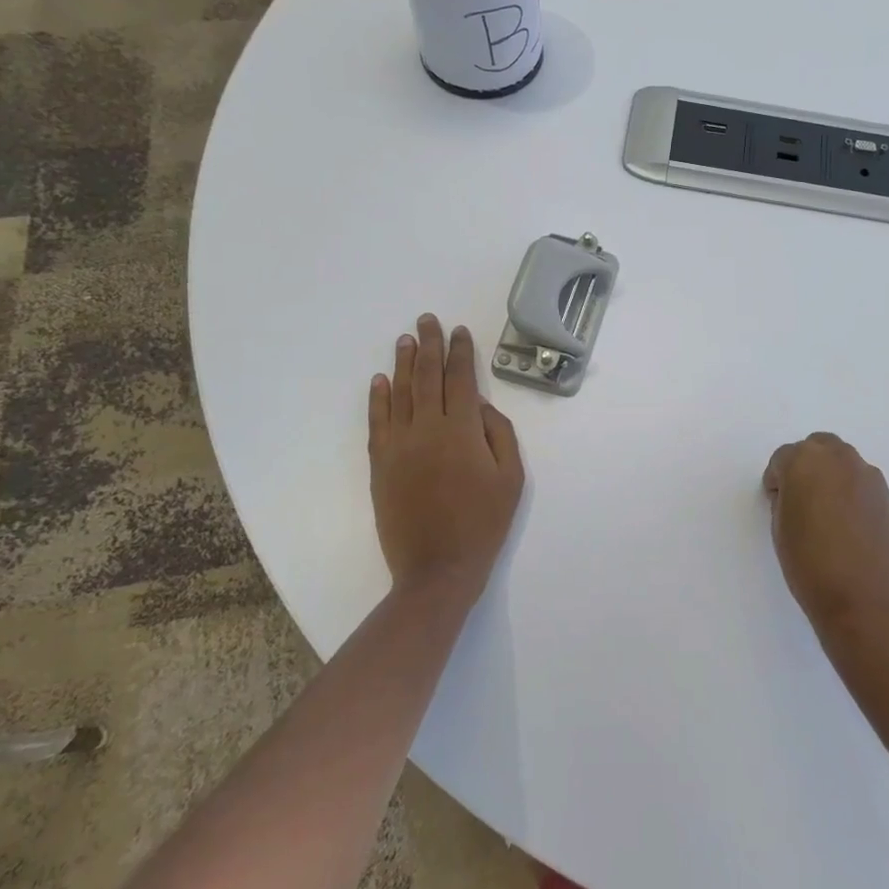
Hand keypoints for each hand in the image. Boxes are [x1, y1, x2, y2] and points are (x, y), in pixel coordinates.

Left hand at [369, 314, 523, 605]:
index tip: (459, 331)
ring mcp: (399, 446)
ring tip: (405, 339)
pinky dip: (378, 398)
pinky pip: (377, 422)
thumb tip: (478, 405)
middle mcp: (426, 429)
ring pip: (399, 394)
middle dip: (429, 346)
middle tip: (427, 320)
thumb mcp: (511, 478)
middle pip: (427, 377)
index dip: (460, 353)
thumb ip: (498, 434)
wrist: (438, 568)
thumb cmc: (484, 523)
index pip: (460, 379)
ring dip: (402, 364)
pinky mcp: (381, 464)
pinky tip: (380, 381)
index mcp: (462, 431)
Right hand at [762, 432, 888, 636]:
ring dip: (830, 475)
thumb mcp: (780, 529)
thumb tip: (795, 495)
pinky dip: (850, 491)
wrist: (865, 599)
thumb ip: (785, 499)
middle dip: (805, 466)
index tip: (776, 502)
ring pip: (842, 461)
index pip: (782, 458)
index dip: (776, 480)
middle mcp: (838, 458)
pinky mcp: (886, 495)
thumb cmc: (810, 565)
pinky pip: (861, 481)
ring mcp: (867, 475)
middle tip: (799, 499)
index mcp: (804, 462)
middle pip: (816, 447)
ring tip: (825, 511)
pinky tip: (847, 523)